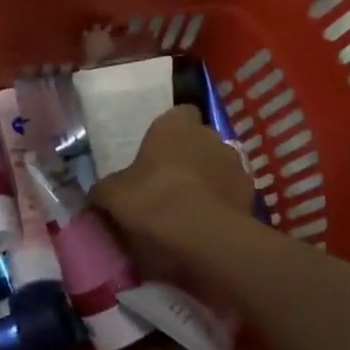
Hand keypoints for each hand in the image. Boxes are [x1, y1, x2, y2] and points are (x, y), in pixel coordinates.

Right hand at [91, 107, 256, 283]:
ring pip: (219, 166)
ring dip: (208, 180)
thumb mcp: (112, 195)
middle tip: (169, 183)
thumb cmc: (152, 200)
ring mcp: (235, 162)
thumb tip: (98, 193)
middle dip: (189, 156)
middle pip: (200, 140)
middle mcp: (210, 134)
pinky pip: (232, 193)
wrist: (202, 236)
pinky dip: (223, 203)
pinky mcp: (251, 192)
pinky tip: (208, 224)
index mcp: (175, 124)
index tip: (158, 153)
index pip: (179, 114)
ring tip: (190, 208)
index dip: (170, 132)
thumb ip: (105, 189)